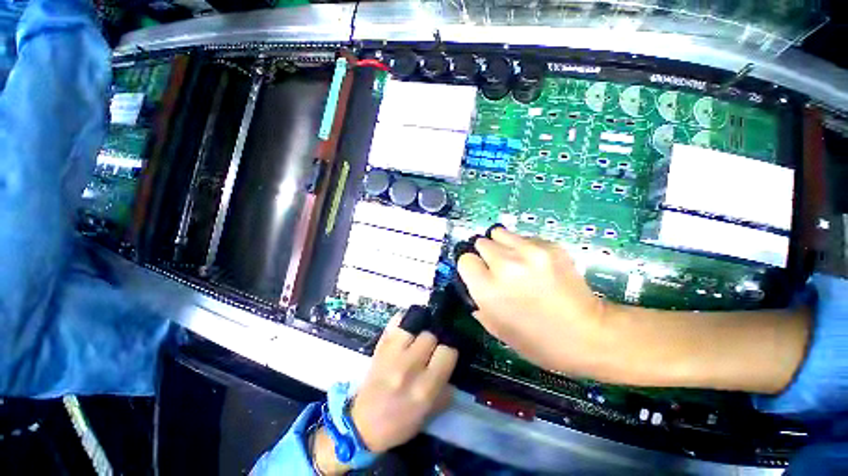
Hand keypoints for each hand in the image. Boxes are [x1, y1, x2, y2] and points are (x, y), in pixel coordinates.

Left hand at [350, 313, 458, 452]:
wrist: (363, 424)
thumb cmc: (400, 422)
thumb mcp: (429, 413)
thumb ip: (445, 388)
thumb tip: (451, 363)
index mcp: (424, 388)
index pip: (447, 352)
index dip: (449, 352)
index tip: (446, 355)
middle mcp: (408, 367)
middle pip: (430, 335)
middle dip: (434, 340)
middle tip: (430, 349)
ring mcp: (391, 354)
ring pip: (413, 326)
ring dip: (418, 331)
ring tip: (418, 337)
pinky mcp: (379, 347)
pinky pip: (395, 322)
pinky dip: (403, 320)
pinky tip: (406, 327)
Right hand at [457, 227, 611, 377]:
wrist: (589, 335)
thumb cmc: (538, 341)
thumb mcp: (497, 329)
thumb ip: (478, 302)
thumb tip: (474, 285)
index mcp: (489, 289)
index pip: (465, 259)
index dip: (471, 267)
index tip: (479, 273)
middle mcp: (505, 265)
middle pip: (481, 242)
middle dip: (485, 254)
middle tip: (497, 268)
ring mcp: (530, 252)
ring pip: (500, 233)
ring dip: (502, 245)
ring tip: (514, 260)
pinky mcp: (550, 245)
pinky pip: (524, 237)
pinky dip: (524, 247)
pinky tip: (536, 264)